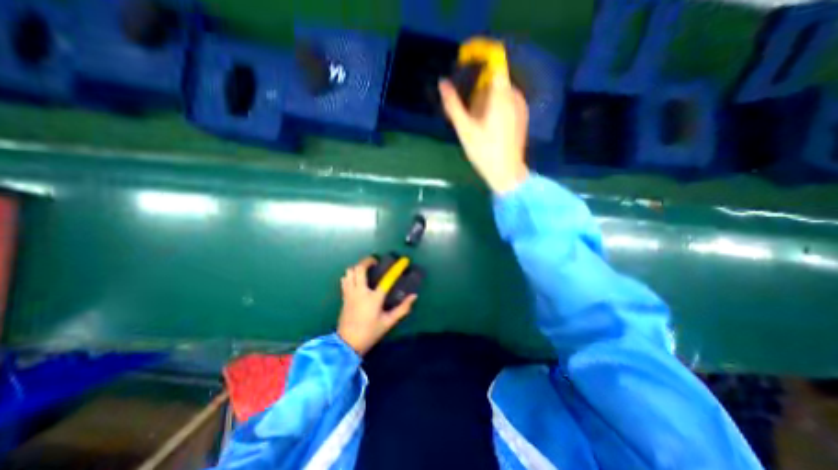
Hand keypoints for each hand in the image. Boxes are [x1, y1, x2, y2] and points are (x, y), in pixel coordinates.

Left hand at [336, 257, 415, 356]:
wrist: (347, 344)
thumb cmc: (370, 332)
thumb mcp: (388, 322)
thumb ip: (402, 309)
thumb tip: (414, 297)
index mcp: (373, 299)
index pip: (386, 280)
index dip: (395, 270)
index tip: (402, 262)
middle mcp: (360, 292)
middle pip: (359, 269)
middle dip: (367, 261)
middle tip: (375, 261)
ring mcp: (350, 293)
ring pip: (349, 272)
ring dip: (357, 267)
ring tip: (365, 269)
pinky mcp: (344, 296)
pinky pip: (345, 279)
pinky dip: (350, 275)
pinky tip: (356, 278)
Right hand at [440, 69, 524, 193]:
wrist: (506, 173)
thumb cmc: (484, 152)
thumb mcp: (465, 130)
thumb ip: (453, 105)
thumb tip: (442, 83)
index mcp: (501, 96)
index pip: (495, 63)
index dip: (480, 60)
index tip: (465, 69)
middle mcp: (514, 96)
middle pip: (495, 80)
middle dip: (479, 88)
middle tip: (467, 110)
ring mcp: (521, 107)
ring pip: (501, 92)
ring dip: (486, 99)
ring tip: (476, 121)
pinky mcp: (522, 117)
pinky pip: (507, 102)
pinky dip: (495, 107)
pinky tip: (487, 126)